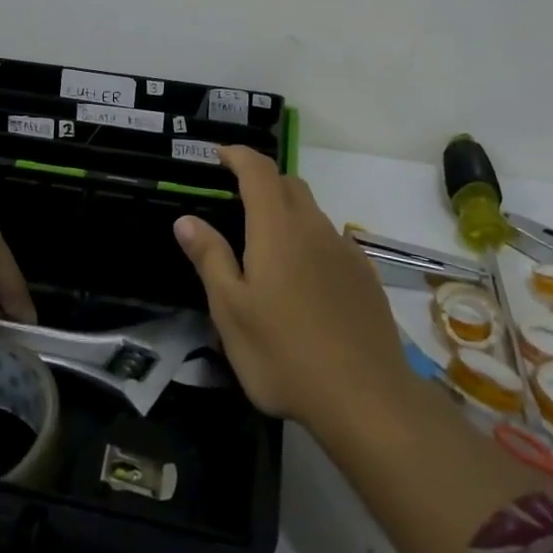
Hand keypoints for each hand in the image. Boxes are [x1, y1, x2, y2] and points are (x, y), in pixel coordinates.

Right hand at [174, 147, 406, 433]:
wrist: (366, 398)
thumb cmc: (284, 353)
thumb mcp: (231, 310)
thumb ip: (210, 258)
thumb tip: (186, 219)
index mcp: (277, 228)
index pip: (258, 170)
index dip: (238, 155)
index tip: (219, 155)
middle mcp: (314, 227)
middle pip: (289, 184)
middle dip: (262, 180)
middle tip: (237, 199)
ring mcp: (345, 251)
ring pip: (313, 212)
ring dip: (287, 211)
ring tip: (267, 245)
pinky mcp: (365, 276)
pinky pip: (333, 241)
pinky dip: (311, 240)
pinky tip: (304, 278)